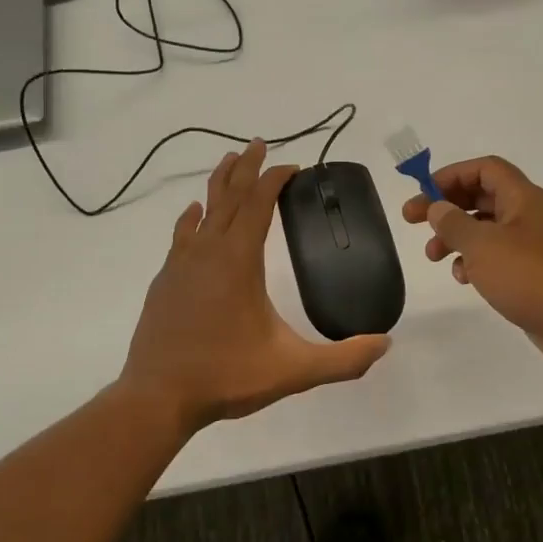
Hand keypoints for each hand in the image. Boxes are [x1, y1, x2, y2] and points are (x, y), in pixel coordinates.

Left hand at [121, 140, 389, 432]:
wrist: (157, 398)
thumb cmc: (226, 376)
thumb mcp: (294, 370)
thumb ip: (343, 359)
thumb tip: (385, 344)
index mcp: (238, 261)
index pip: (258, 203)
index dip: (275, 179)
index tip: (292, 165)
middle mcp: (208, 252)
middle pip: (228, 196)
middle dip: (245, 168)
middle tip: (258, 143)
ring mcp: (180, 265)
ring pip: (202, 211)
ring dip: (218, 185)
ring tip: (228, 163)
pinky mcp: (164, 282)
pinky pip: (182, 235)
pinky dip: (193, 218)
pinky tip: (193, 215)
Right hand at [402, 157, 542, 371]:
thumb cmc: (531, 276)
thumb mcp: (483, 246)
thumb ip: (454, 223)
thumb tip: (437, 207)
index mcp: (524, 198)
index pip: (485, 169)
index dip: (451, 175)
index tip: (423, 194)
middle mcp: (532, 215)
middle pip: (483, 198)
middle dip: (448, 208)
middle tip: (414, 223)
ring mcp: (537, 246)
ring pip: (489, 230)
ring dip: (458, 238)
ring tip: (434, 257)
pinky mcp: (538, 274)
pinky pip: (501, 257)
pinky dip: (478, 262)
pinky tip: (465, 279)